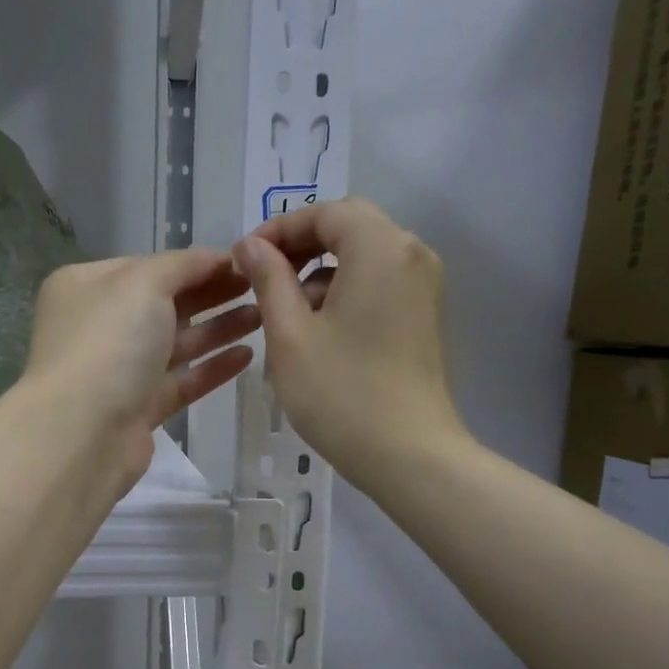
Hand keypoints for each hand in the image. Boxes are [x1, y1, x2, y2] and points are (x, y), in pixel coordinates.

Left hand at [22, 249, 259, 489]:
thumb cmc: (109, 342)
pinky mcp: (138, 410)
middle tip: (260, 286)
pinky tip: (247, 356)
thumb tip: (215, 257)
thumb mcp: (143, 283)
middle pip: (164, 304)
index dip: (195, 263)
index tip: (244, 261)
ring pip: (175, 344)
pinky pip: (180, 382)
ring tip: (263, 316)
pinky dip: (211, 368)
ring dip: (218, 328)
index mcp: (87, 287)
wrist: (82, 433)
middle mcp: (99, 326)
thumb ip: (183, 265)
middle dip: (211, 294)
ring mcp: (118, 371)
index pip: (148, 266)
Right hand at [234, 196, 464, 484]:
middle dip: (301, 248)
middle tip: (261, 280)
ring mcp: (424, 287)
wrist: (409, 455)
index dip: (280, 228)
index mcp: (381, 248)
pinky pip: (379, 283)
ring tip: (284, 314)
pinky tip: (318, 332)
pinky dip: (345, 292)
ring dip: (321, 272)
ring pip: (364, 257)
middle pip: (349, 228)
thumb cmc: (341, 393)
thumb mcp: (289, 334)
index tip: (244, 258)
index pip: (326, 212)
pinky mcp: (424, 316)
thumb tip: (251, 245)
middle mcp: (412, 254)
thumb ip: (268, 279)